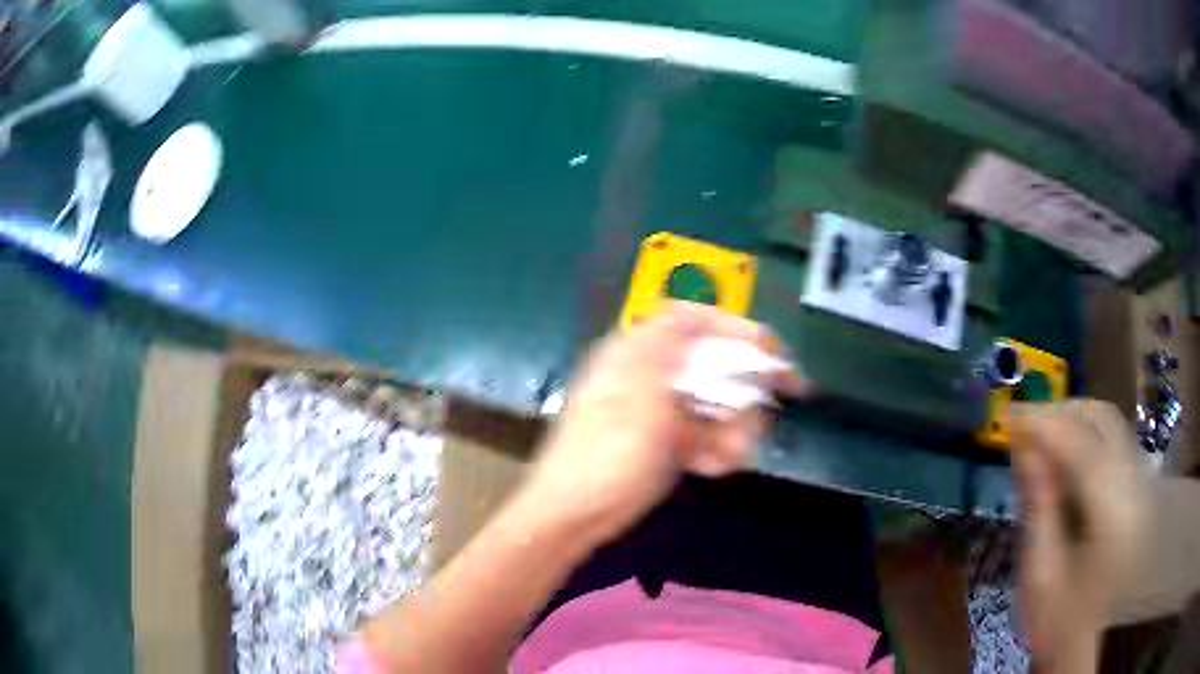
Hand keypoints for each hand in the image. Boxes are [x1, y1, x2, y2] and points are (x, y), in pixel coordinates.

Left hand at [524, 303, 803, 546]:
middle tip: (759, 421)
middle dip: (741, 396)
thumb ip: (669, 349)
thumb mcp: (642, 395)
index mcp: (638, 353)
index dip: (735, 330)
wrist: (575, 514)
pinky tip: (713, 467)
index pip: (694, 321)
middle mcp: (651, 376)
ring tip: (732, 456)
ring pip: (712, 405)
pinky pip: (702, 434)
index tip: (770, 351)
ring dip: (732, 430)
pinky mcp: (663, 442)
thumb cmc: (607, 454)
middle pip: (712, 367)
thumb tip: (691, 311)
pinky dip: (715, 448)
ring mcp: (658, 411)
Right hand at [1011, 400, 1150, 671]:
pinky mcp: (1138, 486)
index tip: (1009, 416)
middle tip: (1024, 423)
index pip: (1082, 447)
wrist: (1087, 642)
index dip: (1046, 424)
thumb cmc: (1058, 620)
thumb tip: (1023, 447)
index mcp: (1114, 514)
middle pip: (1103, 420)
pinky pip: (1114, 442)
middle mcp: (1135, 486)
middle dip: (1062, 412)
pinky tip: (1064, 451)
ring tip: (1041, 433)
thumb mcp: (1041, 573)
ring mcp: (1141, 483)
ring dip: (1074, 420)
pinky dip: (1086, 436)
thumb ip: (1039, 506)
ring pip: (1110, 425)